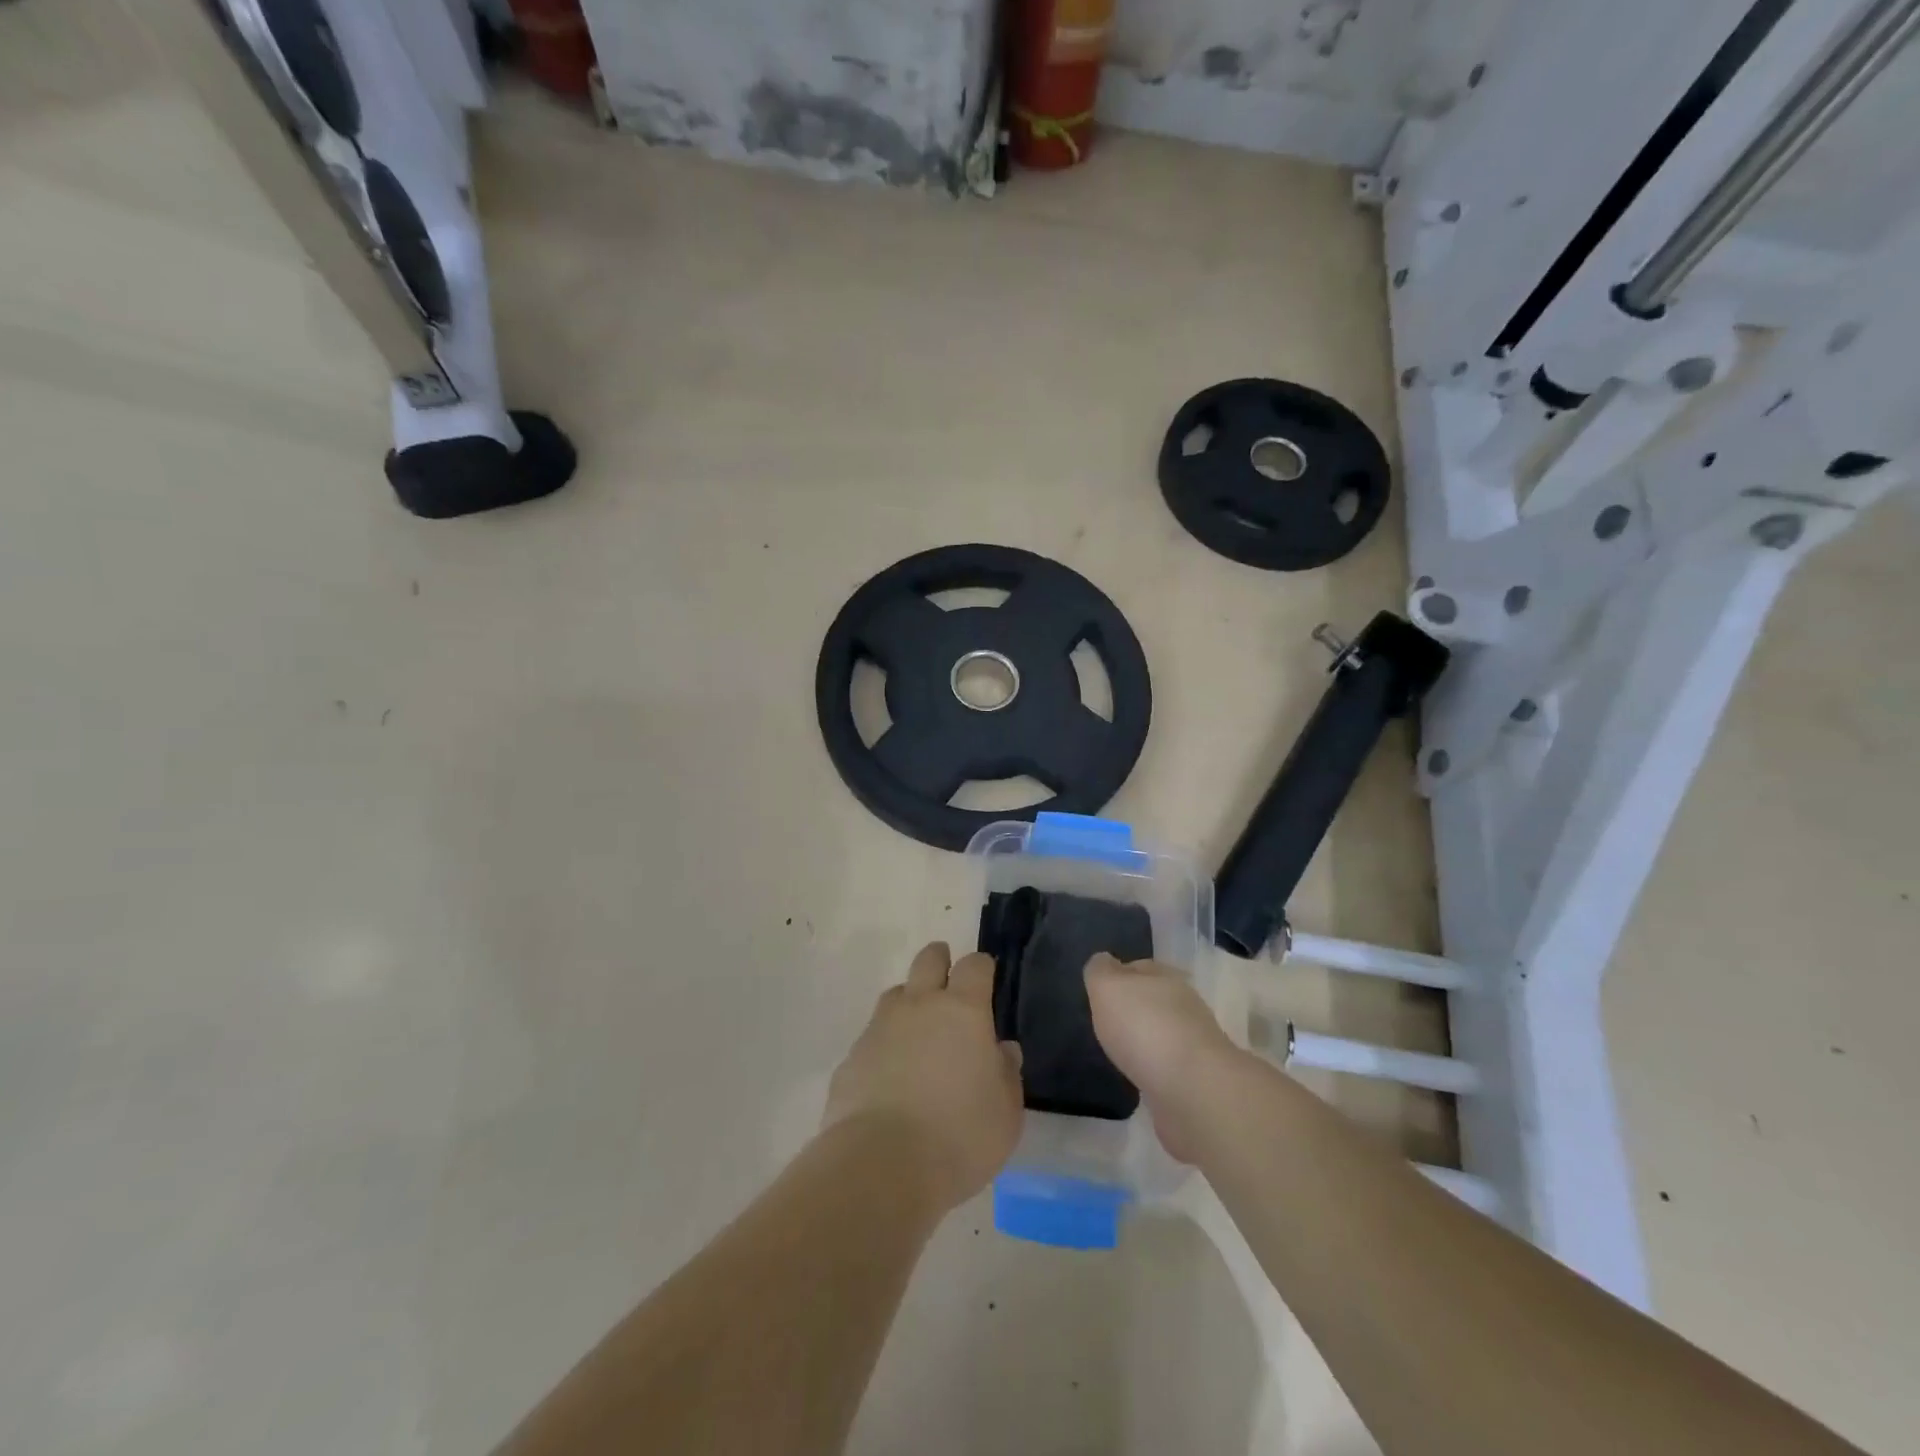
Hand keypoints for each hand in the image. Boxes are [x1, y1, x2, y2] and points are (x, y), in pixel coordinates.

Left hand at [823, 942, 1024, 1211]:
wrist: (880, 1166)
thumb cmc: (959, 1136)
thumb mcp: (1006, 1113)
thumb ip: (1006, 1074)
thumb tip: (1002, 1050)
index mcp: (963, 1010)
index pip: (974, 966)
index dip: (981, 968)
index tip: (986, 978)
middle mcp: (919, 1006)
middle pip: (928, 960)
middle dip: (940, 961)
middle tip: (948, 982)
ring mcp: (880, 1028)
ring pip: (895, 994)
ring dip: (909, 1002)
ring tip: (919, 1032)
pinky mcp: (852, 1056)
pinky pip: (872, 1037)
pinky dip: (885, 1046)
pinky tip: (891, 1076)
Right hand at [1083, 954, 1238, 1162]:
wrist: (1194, 1091)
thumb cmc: (1145, 1028)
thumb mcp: (1108, 987)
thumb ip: (1100, 972)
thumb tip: (1103, 962)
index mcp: (1164, 977)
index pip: (1138, 967)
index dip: (1117, 976)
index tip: (1098, 992)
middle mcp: (1184, 1006)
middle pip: (1152, 1000)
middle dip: (1132, 1009)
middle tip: (1105, 1023)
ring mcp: (1193, 1045)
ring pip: (1161, 1035)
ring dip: (1144, 1042)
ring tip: (1118, 1053)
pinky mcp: (1195, 1081)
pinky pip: (1167, 1069)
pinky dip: (1154, 1072)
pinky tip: (1138, 1080)